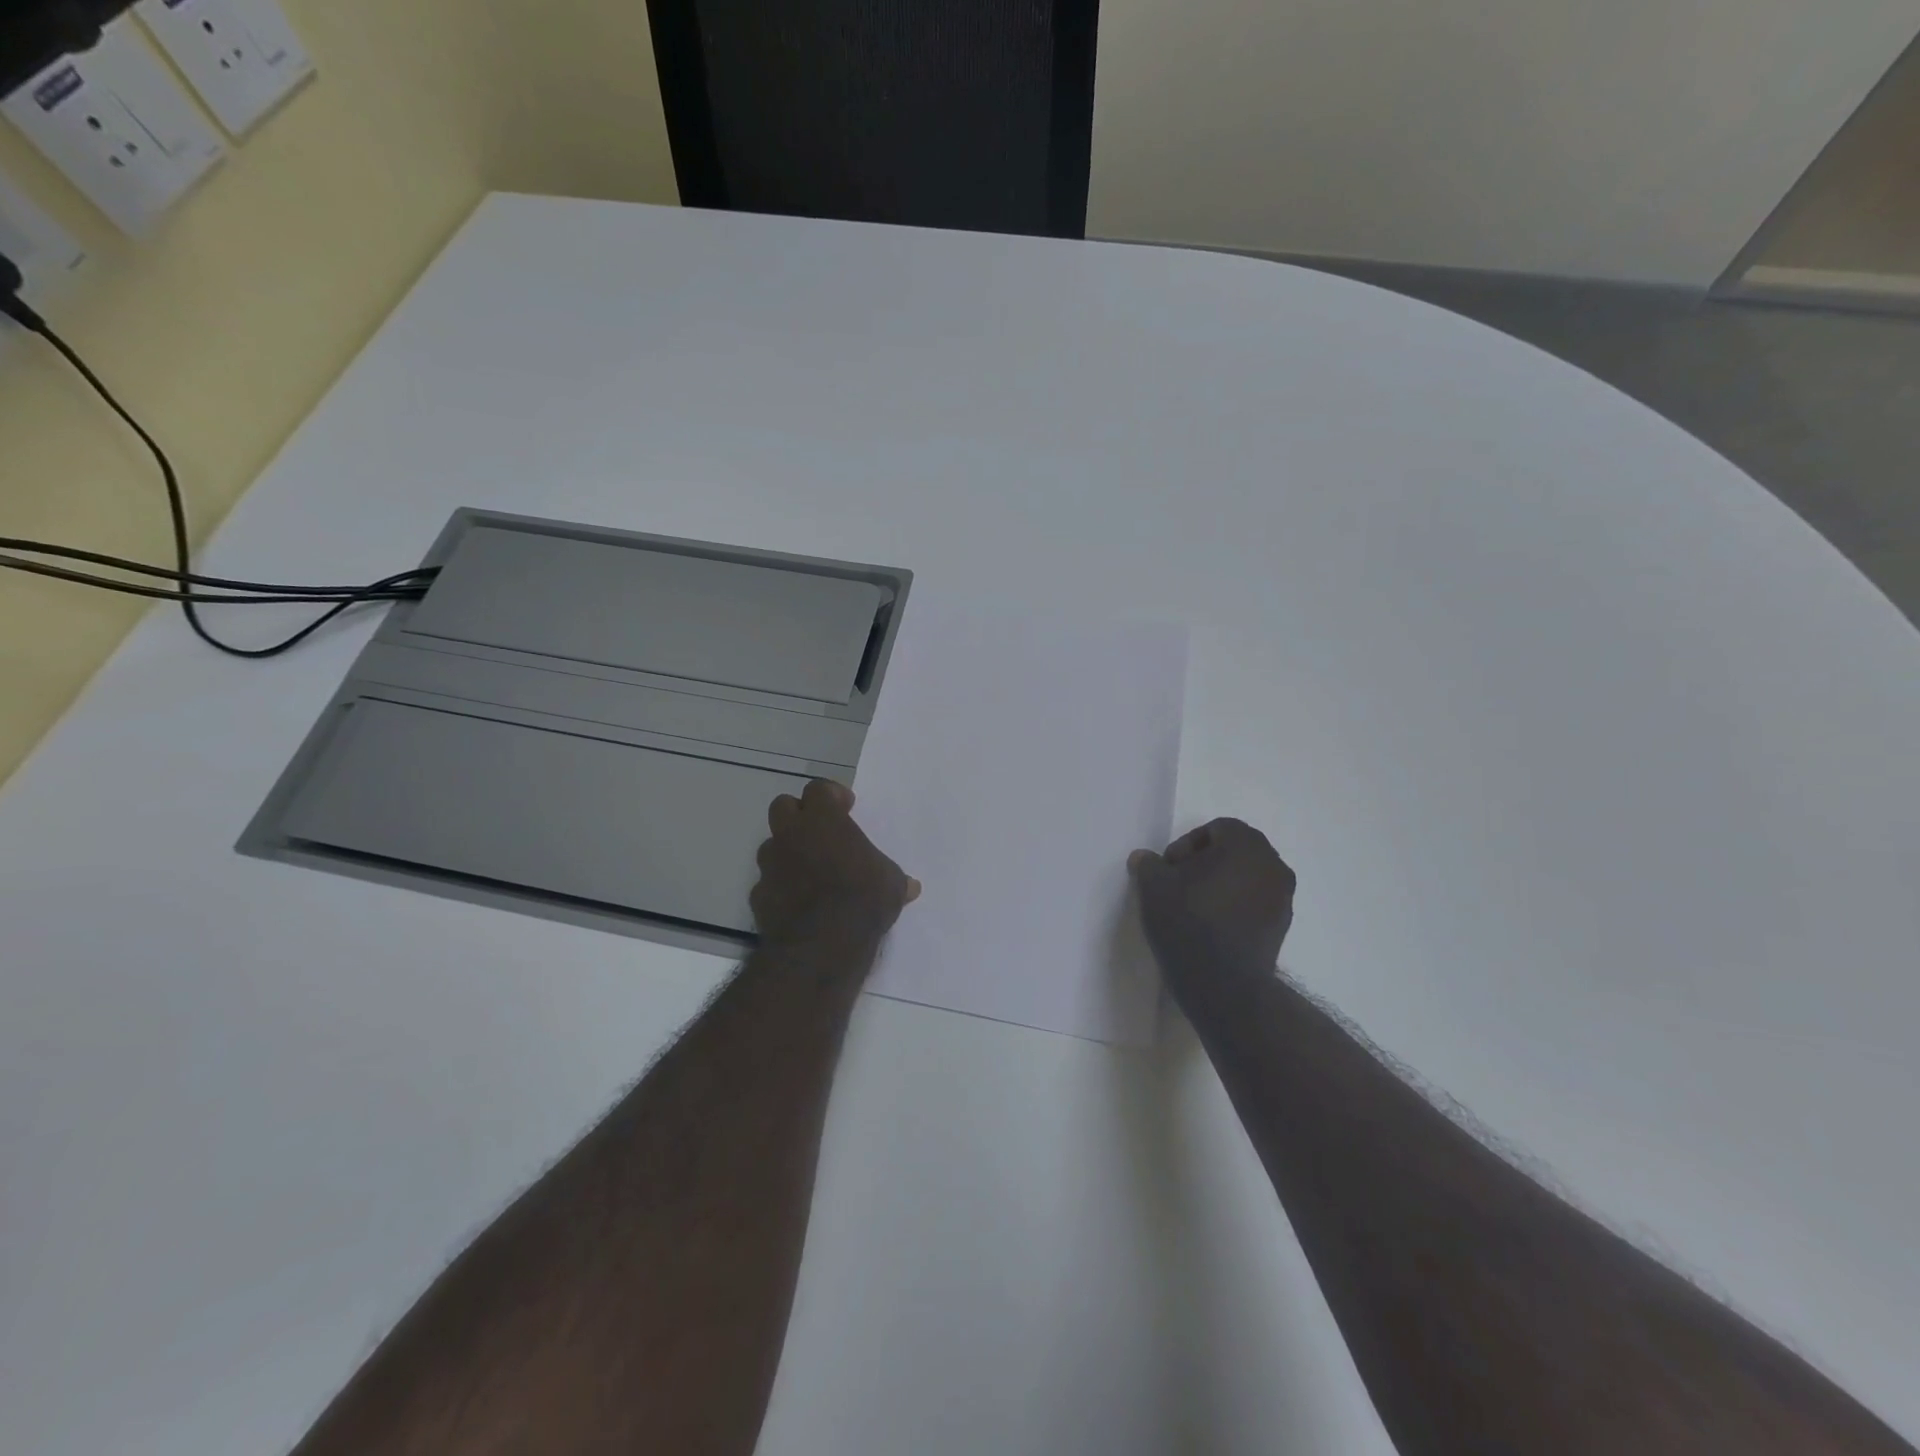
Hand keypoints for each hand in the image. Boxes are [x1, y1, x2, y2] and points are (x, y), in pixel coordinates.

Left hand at [752, 779, 920, 947]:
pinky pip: (768, 882)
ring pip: (771, 845)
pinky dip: (780, 887)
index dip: (832, 796)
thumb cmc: (863, 899)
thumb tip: (911, 887)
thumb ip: (896, 878)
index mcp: (823, 820)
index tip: (846, 808)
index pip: (818, 789)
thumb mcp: (892, 885)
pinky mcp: (758, 895)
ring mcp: (770, 864)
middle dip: (799, 815)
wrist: (821, 944)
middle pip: (783, 806)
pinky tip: (798, 903)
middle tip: (820, 832)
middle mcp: (791, 834)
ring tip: (809, 871)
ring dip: (787, 851)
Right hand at [1129, 819, 1296, 979]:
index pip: (1216, 829)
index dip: (1187, 845)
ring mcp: (1283, 897)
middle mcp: (1272, 864)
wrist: (1223, 982)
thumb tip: (1144, 858)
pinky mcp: (1283, 926)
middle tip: (1179, 885)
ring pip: (1247, 877)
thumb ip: (1148, 864)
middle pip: (1235, 851)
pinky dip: (1236, 906)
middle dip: (1205, 863)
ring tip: (1194, 907)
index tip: (1169, 870)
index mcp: (1246, 844)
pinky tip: (1212, 926)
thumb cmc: (1188, 920)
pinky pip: (1255, 902)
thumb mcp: (1153, 886)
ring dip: (1222, 884)